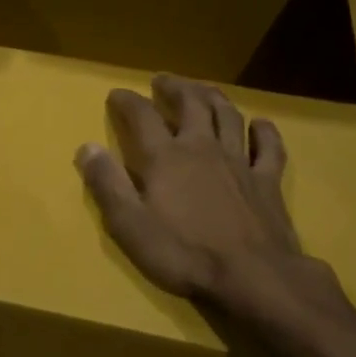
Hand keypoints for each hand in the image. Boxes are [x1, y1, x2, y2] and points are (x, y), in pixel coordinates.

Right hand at [76, 75, 346, 331]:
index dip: (127, 101)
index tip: (116, 94)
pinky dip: (264, 131)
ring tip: (203, 89)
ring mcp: (239, 161)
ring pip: (228, 115)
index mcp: (166, 157)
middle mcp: (202, 147)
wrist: (254, 277)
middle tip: (163, 79)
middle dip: (174, 87)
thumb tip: (87, 147)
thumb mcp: (131, 226)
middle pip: (190, 104)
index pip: (142, 116)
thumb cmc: (185, 254)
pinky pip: (269, 147)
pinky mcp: (267, 180)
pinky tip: (260, 124)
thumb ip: (108, 185)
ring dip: (213, 97)